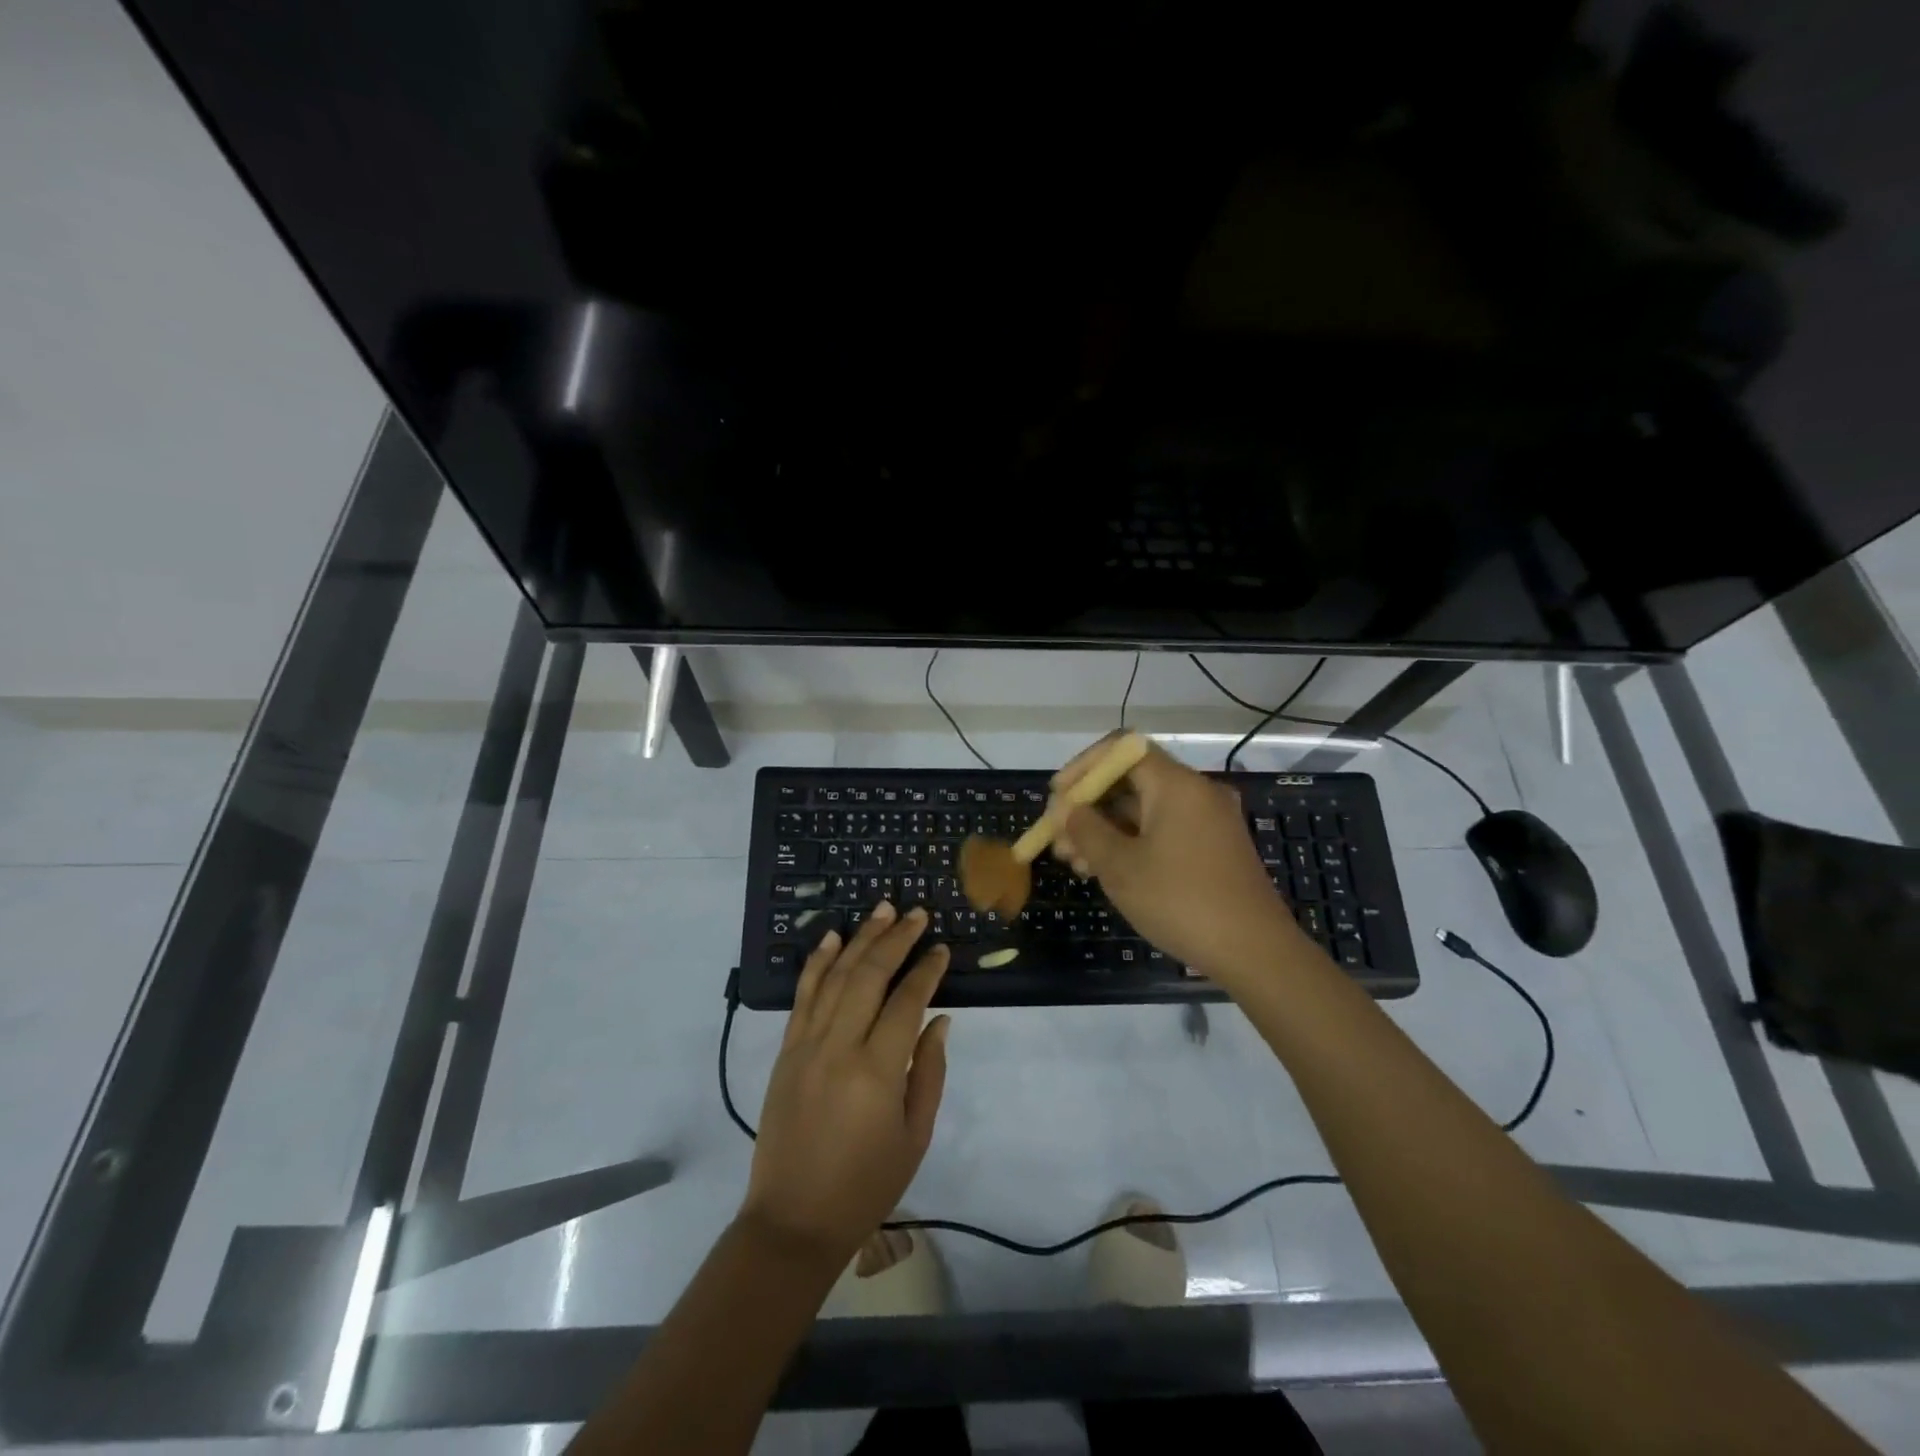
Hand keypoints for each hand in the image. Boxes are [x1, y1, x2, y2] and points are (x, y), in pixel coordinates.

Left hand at [740, 902, 950, 1268]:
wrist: (793, 1220)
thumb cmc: (866, 1185)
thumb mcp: (915, 1135)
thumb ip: (929, 1072)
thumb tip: (940, 1020)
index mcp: (877, 1071)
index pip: (906, 1001)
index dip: (927, 970)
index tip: (941, 949)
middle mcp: (839, 1047)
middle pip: (869, 976)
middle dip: (895, 939)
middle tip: (916, 913)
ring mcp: (806, 1045)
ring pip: (835, 976)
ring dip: (860, 939)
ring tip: (882, 909)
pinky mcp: (785, 1051)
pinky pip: (803, 996)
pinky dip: (818, 962)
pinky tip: (833, 938)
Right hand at [1048, 734, 1309, 980]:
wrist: (1255, 952)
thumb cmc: (1181, 902)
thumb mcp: (1121, 867)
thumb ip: (1086, 830)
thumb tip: (1068, 810)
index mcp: (1176, 784)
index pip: (1121, 749)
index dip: (1083, 767)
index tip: (1057, 798)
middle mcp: (1196, 792)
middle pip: (1131, 779)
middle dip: (1088, 805)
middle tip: (1058, 838)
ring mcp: (1208, 820)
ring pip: (1144, 808)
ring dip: (1105, 828)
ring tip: (1074, 862)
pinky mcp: (1213, 846)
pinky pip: (1163, 829)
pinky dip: (1131, 841)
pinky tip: (1105, 870)